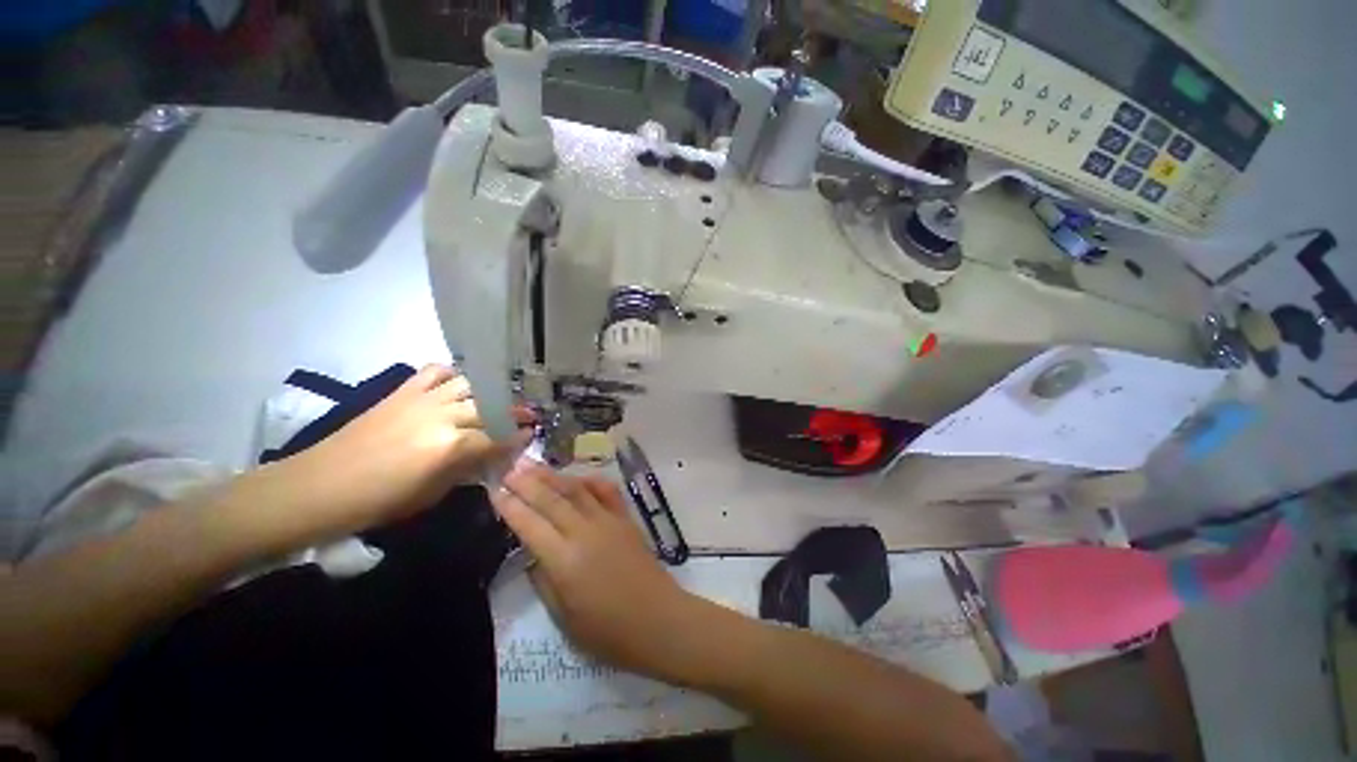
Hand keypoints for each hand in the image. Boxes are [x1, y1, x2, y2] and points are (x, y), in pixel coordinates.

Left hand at [291, 364, 527, 534]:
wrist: (319, 486)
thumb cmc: (378, 502)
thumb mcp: (432, 495)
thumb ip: (465, 470)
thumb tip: (488, 457)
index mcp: (452, 446)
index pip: (499, 437)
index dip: (518, 436)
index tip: (530, 435)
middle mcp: (443, 416)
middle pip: (492, 407)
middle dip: (515, 411)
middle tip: (527, 415)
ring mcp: (422, 399)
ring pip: (470, 385)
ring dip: (490, 391)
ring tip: (499, 398)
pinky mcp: (402, 391)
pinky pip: (436, 371)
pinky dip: (453, 374)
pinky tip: (458, 384)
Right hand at [492, 462, 704, 681]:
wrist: (658, 619)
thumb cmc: (608, 631)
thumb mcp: (564, 617)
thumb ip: (544, 581)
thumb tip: (534, 554)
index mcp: (565, 560)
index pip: (531, 526)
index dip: (511, 508)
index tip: (495, 492)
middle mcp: (585, 532)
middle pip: (552, 501)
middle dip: (528, 483)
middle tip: (510, 470)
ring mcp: (609, 521)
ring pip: (577, 491)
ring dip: (554, 476)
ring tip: (535, 465)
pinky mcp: (626, 519)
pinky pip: (607, 492)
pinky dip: (591, 481)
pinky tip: (579, 477)